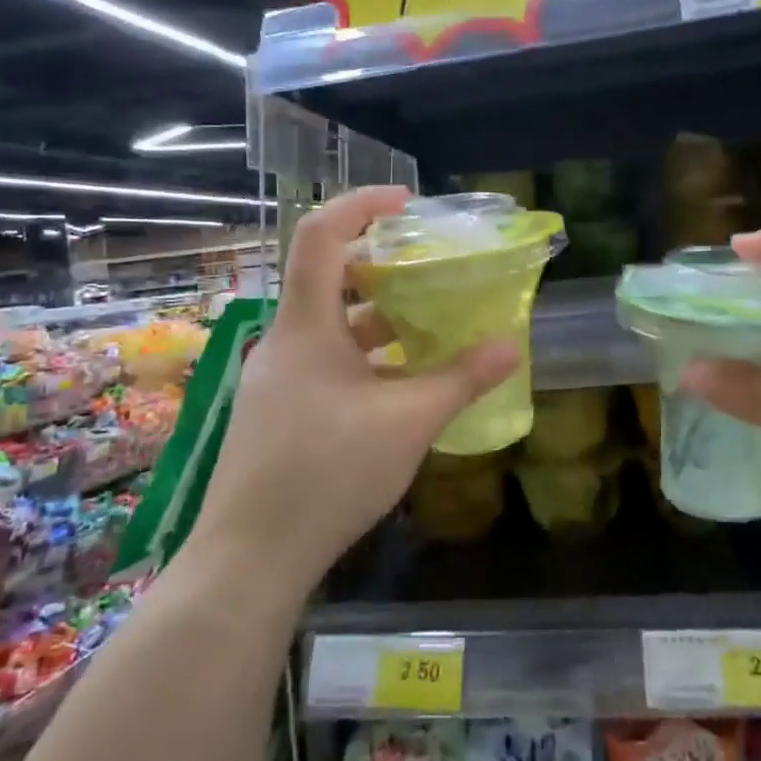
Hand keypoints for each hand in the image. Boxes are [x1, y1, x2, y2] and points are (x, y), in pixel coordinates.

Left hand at [189, 187, 516, 597]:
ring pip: (329, 326)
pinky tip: (399, 384)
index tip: (408, 203)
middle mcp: (285, 341)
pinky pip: (324, 362)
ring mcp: (277, 379)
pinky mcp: (278, 412)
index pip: (321, 235)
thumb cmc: (328, 472)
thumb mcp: (409, 421)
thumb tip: (511, 344)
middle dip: (382, 267)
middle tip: (431, 269)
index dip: (362, 204)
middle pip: (329, 278)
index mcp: (306, 325)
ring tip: (428, 324)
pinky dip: (363, 357)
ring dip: (377, 318)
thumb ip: (462, 379)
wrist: (249, 556)